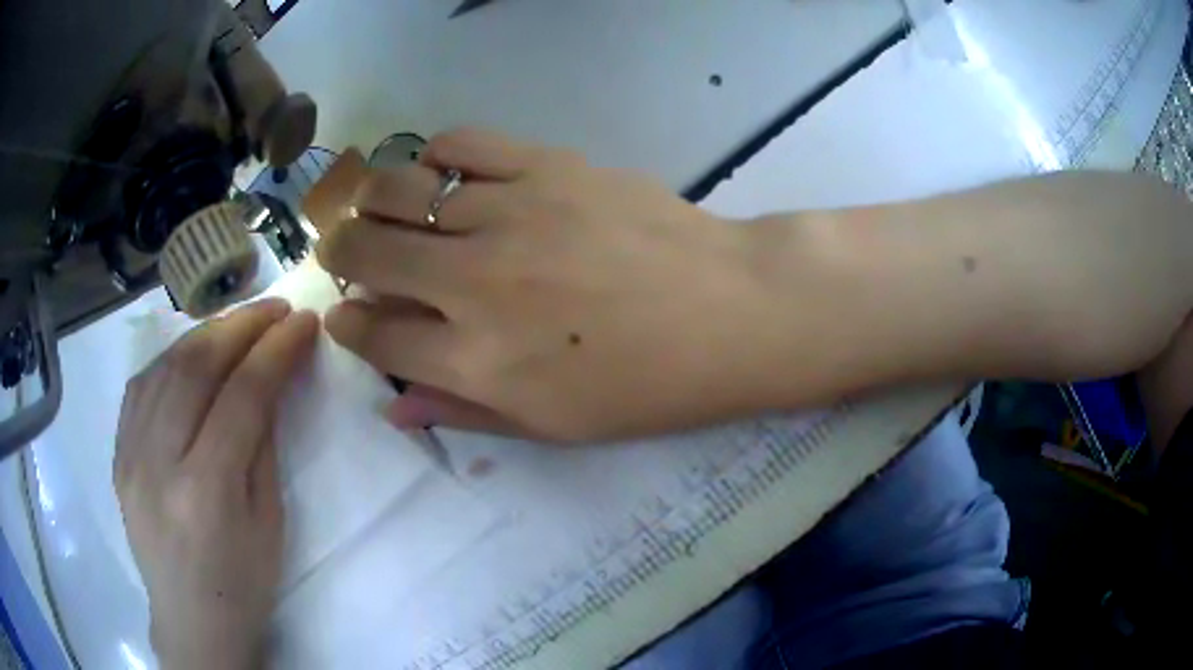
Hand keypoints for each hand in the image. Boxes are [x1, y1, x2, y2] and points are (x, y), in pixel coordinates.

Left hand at [114, 299, 318, 668]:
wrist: (191, 620)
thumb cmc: (243, 583)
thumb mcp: (269, 520)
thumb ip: (263, 443)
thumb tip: (271, 379)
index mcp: (206, 490)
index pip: (242, 395)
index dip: (276, 350)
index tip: (303, 322)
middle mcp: (158, 461)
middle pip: (196, 367)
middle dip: (240, 326)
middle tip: (273, 310)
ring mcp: (129, 453)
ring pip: (164, 365)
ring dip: (206, 334)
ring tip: (237, 325)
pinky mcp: (117, 452)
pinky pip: (141, 385)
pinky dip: (171, 359)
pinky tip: (192, 355)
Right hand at [317, 129, 778, 441]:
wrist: (730, 312)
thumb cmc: (647, 385)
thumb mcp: (553, 426)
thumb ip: (463, 412)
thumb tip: (393, 407)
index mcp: (477, 361)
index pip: (374, 336)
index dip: (347, 327)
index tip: (344, 317)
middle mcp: (474, 283)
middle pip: (364, 252)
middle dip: (337, 252)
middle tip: (342, 252)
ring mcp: (509, 214)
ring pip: (397, 188)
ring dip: (371, 200)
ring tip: (379, 209)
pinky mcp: (546, 166)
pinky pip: (461, 144)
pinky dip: (434, 157)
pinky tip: (441, 174)